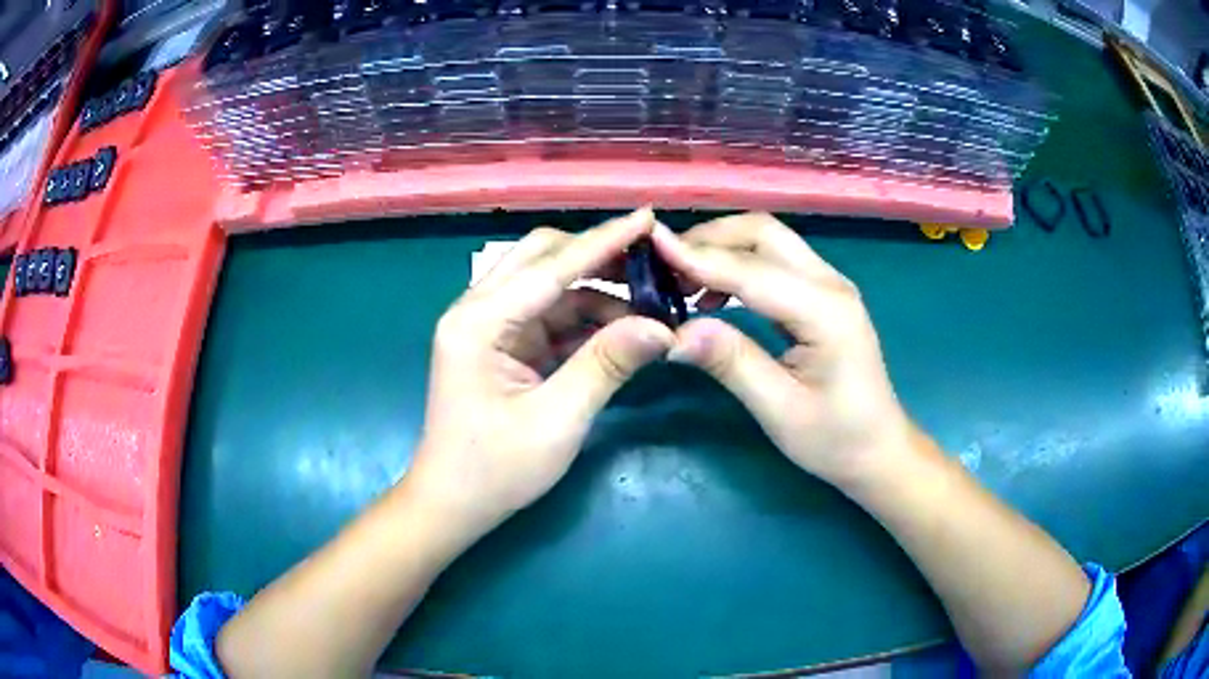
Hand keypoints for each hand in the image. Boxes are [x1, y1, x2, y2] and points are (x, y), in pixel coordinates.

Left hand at [406, 209, 674, 535]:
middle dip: (598, 257)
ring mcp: (489, 327)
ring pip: (549, 286)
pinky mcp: (502, 344)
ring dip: (597, 291)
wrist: (453, 504)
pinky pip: (549, 315)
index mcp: (479, 322)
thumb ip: (606, 366)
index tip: (648, 217)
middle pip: (542, 259)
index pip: (551, 266)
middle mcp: (478, 311)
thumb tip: (661, 327)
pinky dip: (586, 318)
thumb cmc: (495, 470)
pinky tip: (621, 328)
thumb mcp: (557, 421)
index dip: (604, 241)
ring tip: (649, 306)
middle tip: (653, 266)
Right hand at [652, 213, 915, 486]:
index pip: (752, 269)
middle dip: (710, 239)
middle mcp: (830, 283)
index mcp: (825, 310)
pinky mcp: (822, 295)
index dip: (698, 256)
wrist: (879, 450)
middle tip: (663, 266)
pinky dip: (738, 266)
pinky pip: (774, 262)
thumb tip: (675, 332)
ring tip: (680, 280)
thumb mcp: (779, 410)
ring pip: (768, 241)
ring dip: (722, 248)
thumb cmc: (835, 439)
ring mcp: (829, 285)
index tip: (651, 245)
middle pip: (763, 233)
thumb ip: (731, 363)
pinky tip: (713, 295)